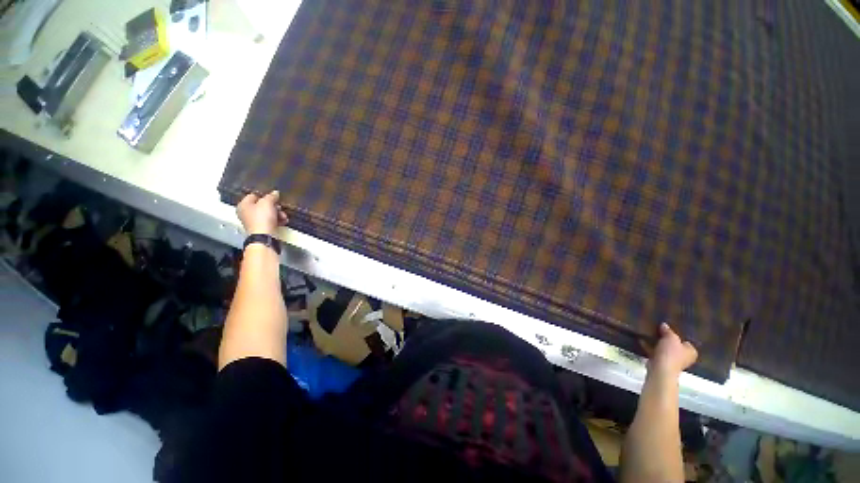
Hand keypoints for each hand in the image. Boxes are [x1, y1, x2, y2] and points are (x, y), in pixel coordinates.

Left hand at [237, 191, 287, 235]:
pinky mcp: (261, 228)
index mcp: (243, 205)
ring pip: (268, 214)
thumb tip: (275, 193)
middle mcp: (246, 213)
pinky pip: (271, 221)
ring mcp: (254, 221)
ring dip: (278, 214)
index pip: (254, 195)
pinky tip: (284, 221)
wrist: (264, 236)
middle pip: (262, 205)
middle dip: (274, 206)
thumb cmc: (262, 218)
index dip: (265, 195)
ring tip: (283, 216)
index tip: (274, 197)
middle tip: (279, 207)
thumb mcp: (267, 203)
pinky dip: (278, 220)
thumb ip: (271, 196)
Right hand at [648, 323, 697, 375]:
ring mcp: (672, 361)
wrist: (660, 369)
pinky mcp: (661, 363)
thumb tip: (664, 325)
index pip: (686, 341)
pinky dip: (649, 347)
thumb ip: (668, 331)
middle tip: (658, 329)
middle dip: (667, 339)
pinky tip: (642, 340)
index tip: (669, 329)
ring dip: (657, 343)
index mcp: (691, 351)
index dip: (678, 335)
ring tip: (649, 333)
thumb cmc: (671, 353)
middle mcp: (684, 357)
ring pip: (664, 349)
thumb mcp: (671, 338)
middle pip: (675, 345)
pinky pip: (655, 352)